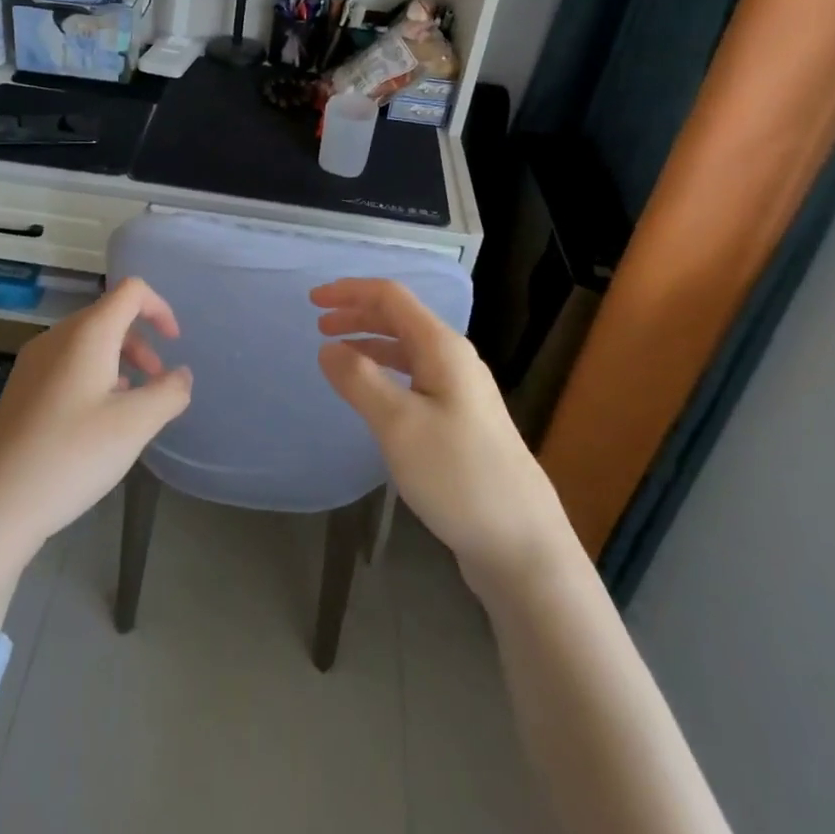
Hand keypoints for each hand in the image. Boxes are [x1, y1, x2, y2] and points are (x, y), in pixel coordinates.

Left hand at [0, 278, 193, 570]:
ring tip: (131, 405)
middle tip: (157, 383)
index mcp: (87, 333)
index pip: (131, 291)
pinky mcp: (22, 390)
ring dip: (119, 362)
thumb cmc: (71, 454)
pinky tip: (96, 422)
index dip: (159, 307)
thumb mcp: (135, 425)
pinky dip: (94, 377)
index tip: (175, 342)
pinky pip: (68, 366)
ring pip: (88, 343)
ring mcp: (34, 363)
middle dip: (141, 342)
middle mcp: (57, 337)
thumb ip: (168, 393)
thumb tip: (181, 375)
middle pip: (109, 316)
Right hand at [313, 278, 573, 595]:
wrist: (521, 542)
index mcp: (442, 347)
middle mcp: (454, 359)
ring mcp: (461, 390)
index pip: (391, 297)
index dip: (350, 291)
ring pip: (407, 349)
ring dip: (369, 343)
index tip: (312, 300)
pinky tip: (371, 394)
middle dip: (357, 314)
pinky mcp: (461, 420)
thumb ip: (359, 380)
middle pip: (400, 319)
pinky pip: (415, 377)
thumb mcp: (399, 424)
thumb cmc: (457, 474)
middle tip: (318, 326)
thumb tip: (328, 347)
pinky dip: (385, 372)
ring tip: (336, 356)